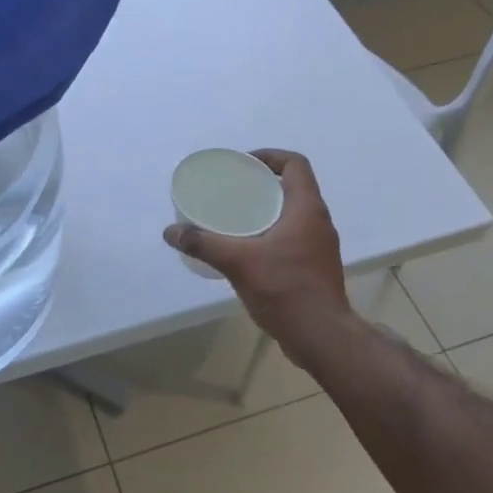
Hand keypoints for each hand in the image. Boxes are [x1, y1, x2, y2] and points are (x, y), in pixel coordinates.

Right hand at [163, 149, 351, 357]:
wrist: (321, 336)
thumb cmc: (285, 289)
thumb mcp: (238, 263)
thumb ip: (203, 244)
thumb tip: (171, 231)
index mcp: (306, 208)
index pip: (295, 164)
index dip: (270, 156)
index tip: (244, 164)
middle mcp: (318, 221)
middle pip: (293, 187)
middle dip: (263, 183)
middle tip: (233, 190)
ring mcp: (320, 245)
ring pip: (294, 213)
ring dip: (268, 209)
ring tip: (236, 217)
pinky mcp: (316, 266)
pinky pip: (293, 236)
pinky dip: (272, 232)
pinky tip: (248, 248)